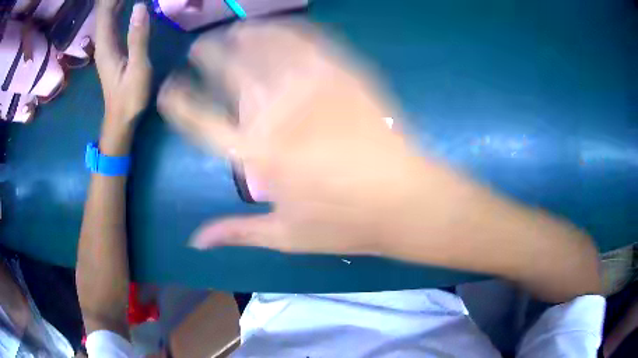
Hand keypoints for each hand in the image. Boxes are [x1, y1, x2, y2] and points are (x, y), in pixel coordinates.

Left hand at [95, 0, 150, 154]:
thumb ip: (138, 37)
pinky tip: (123, 3)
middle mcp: (102, 43)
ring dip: (114, 2)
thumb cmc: (130, 97)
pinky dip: (116, 10)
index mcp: (106, 45)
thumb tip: (140, 6)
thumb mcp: (138, 68)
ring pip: (106, 16)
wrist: (120, 119)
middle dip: (111, 0)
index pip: (106, 12)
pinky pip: (111, 23)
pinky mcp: (110, 50)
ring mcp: (105, 46)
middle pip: (103, 12)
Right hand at [158, 22, 436, 254]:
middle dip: (207, 55)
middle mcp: (277, 112)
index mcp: (257, 155)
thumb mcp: (286, 236)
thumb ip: (236, 232)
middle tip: (197, 48)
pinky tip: (274, 27)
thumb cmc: (346, 223)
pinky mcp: (344, 74)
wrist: (405, 200)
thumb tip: (195, 240)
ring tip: (231, 32)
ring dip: (242, 35)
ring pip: (265, 46)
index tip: (169, 89)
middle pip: (229, 70)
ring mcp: (313, 87)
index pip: (200, 119)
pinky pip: (308, 40)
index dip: (179, 101)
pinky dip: (285, 29)